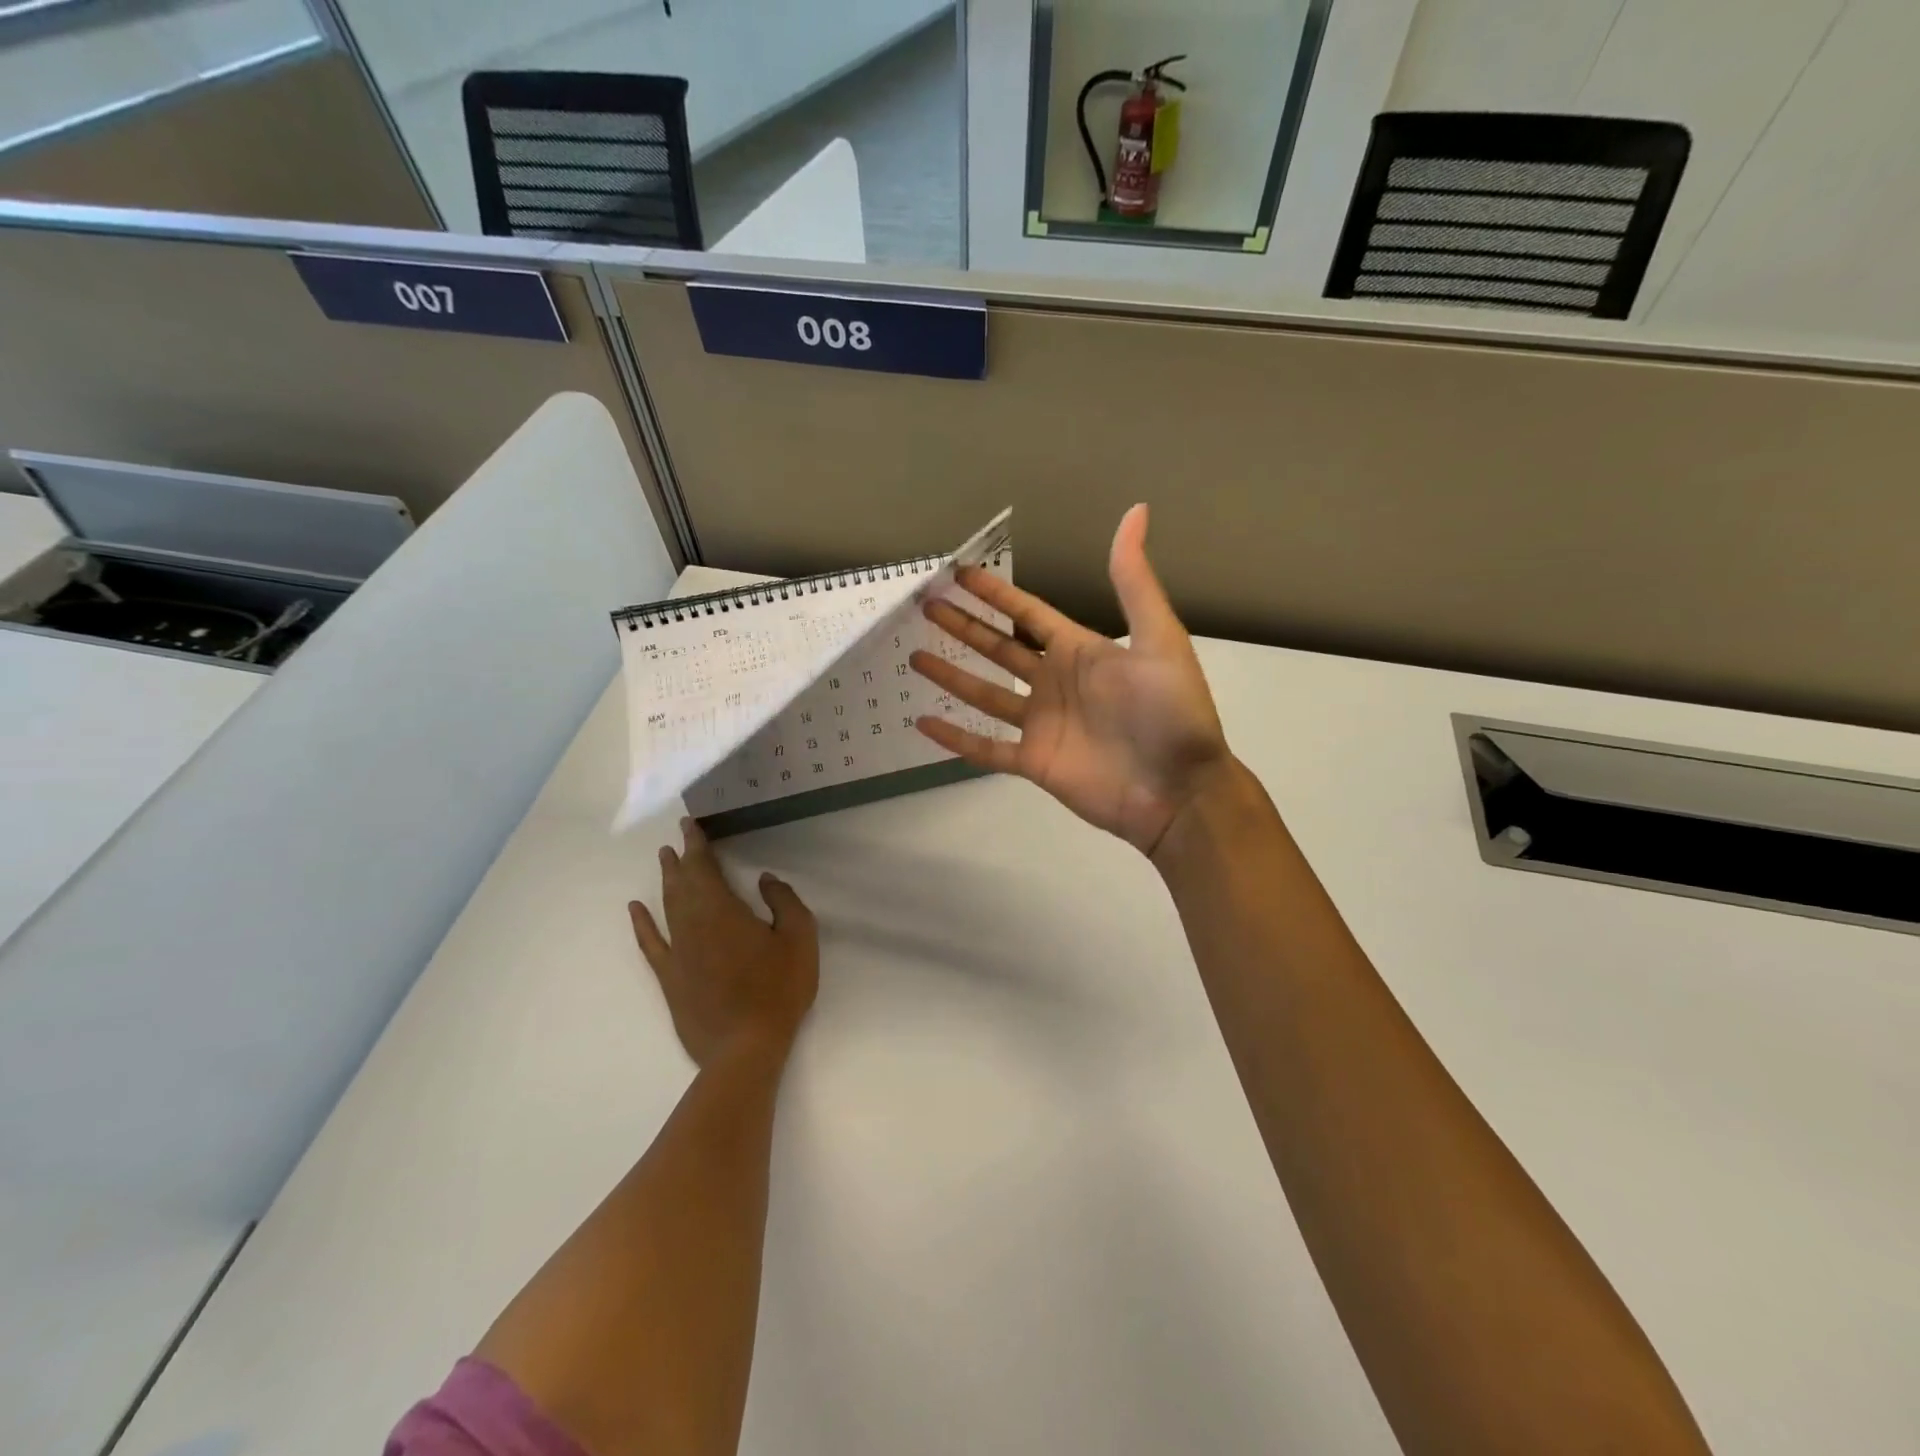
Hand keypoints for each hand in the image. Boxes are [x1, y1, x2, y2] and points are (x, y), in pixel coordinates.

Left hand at [629, 819, 818, 1066]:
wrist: (745, 1047)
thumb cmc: (778, 989)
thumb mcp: (799, 938)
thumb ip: (784, 901)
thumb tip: (765, 879)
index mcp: (723, 909)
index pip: (704, 866)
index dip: (696, 843)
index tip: (689, 824)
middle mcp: (693, 923)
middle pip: (682, 883)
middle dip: (679, 859)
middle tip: (677, 840)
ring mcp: (677, 951)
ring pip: (667, 906)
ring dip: (666, 881)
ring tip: (664, 862)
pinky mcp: (670, 978)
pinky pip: (651, 943)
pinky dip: (642, 924)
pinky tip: (635, 910)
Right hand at [910, 504, 1230, 856]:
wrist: (1179, 790)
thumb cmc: (1172, 713)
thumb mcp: (1159, 639)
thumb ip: (1134, 582)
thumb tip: (1137, 510)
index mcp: (1081, 651)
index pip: (1027, 614)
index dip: (994, 594)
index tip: (958, 573)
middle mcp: (1055, 683)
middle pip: (998, 648)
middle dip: (963, 627)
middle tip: (925, 607)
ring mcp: (1041, 724)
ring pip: (985, 694)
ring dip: (951, 675)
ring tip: (913, 657)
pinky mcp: (1033, 762)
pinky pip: (985, 748)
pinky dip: (955, 737)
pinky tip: (923, 721)